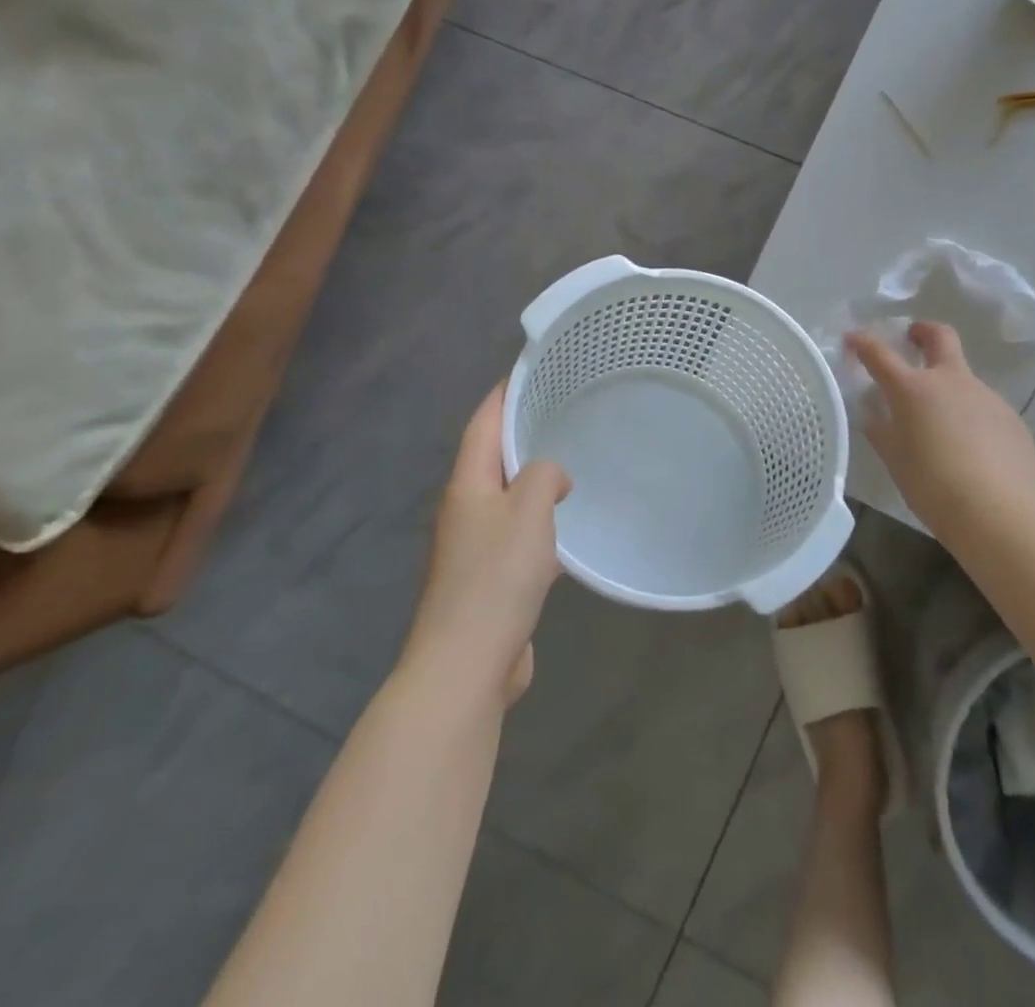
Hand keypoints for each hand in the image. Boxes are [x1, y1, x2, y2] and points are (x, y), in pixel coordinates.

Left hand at [406, 386, 569, 704]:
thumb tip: (553, 478)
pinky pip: (517, 536)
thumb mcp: (529, 512)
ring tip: (570, 462)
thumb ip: (546, 476)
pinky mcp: (488, 580)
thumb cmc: (496, 578)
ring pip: (507, 500)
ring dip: (533, 481)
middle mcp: (464, 511)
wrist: (465, 665)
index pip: (483, 425)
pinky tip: (565, 529)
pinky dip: (539, 524)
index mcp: (467, 486)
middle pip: (492, 459)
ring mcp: (473, 548)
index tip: (527, 369)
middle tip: (561, 412)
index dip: (503, 395)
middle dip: (521, 434)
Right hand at [847, 322, 1034, 539]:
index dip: (863, 342)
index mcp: (913, 389)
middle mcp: (951, 381)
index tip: (853, 339)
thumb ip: (880, 429)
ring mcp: (986, 396)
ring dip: (948, 387)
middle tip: (913, 338)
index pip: (880, 353)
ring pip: (964, 378)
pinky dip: (971, 417)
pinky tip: (971, 450)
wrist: (998, 512)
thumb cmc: (932, 485)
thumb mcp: (894, 459)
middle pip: (940, 337)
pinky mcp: (1011, 418)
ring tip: (942, 425)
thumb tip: (872, 411)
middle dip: (923, 331)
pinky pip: (984, 408)